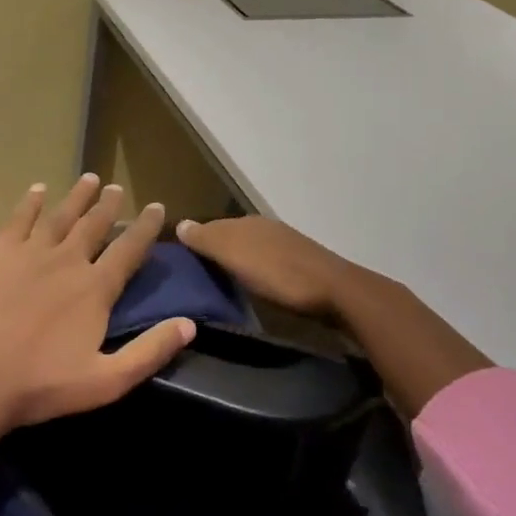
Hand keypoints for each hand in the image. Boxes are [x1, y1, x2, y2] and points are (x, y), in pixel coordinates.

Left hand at [0, 174, 196, 436]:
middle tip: (117, 188)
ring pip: (61, 216)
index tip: (157, 207)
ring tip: (89, 178)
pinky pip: (18, 219)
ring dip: (77, 196)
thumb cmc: (41, 385)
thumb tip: (190, 324)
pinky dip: (30, 202)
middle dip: (108, 205)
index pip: (129, 250)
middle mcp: (67, 261)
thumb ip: (150, 351)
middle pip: (94, 225)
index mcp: (95, 289)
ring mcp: (30, 254)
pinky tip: (37, 189)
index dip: (145, 228)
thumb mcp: (107, 381)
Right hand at [175, 216, 357, 317]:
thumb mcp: (235, 255)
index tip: (179, 260)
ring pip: (248, 249)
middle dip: (213, 250)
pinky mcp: (299, 265)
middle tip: (194, 273)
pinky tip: (250, 284)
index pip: (211, 226)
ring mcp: (284, 245)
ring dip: (234, 261)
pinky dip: (252, 270)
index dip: (195, 240)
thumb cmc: (278, 274)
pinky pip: (264, 262)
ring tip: (218, 281)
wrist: (335, 292)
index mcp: (247, 222)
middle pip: (230, 236)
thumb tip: (179, 223)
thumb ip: (207, 240)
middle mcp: (264, 227)